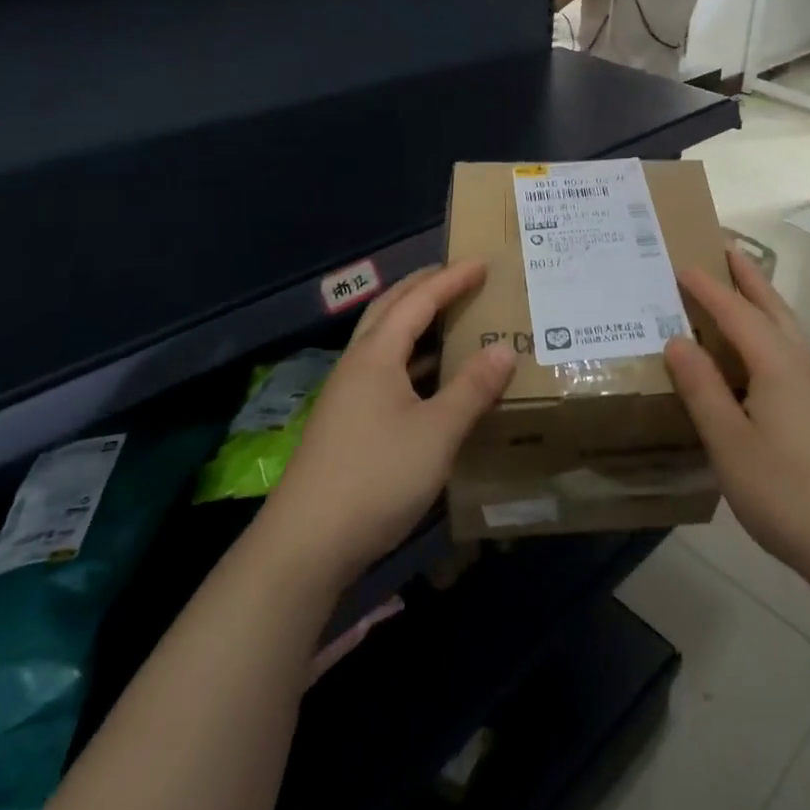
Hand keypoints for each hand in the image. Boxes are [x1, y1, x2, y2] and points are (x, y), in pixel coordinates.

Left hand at [255, 262, 513, 587]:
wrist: (304, 546)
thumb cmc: (376, 477)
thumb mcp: (437, 432)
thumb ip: (472, 388)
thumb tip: (504, 348)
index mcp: (376, 355)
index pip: (418, 301)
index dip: (451, 279)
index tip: (482, 263)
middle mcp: (357, 365)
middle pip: (390, 309)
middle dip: (424, 287)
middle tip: (458, 275)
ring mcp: (347, 395)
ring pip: (384, 341)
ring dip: (415, 322)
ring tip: (449, 317)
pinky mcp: (345, 424)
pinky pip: (384, 371)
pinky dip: (411, 359)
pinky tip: (430, 379)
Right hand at [664, 250, 809, 606]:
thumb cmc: (786, 493)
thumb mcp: (729, 442)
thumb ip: (702, 388)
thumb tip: (676, 340)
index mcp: (776, 363)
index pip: (734, 311)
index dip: (706, 287)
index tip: (680, 263)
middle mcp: (802, 362)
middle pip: (770, 305)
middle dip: (746, 274)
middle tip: (723, 246)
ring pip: (786, 326)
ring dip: (762, 298)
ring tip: (740, 286)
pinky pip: (791, 348)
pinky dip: (770, 329)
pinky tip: (760, 353)